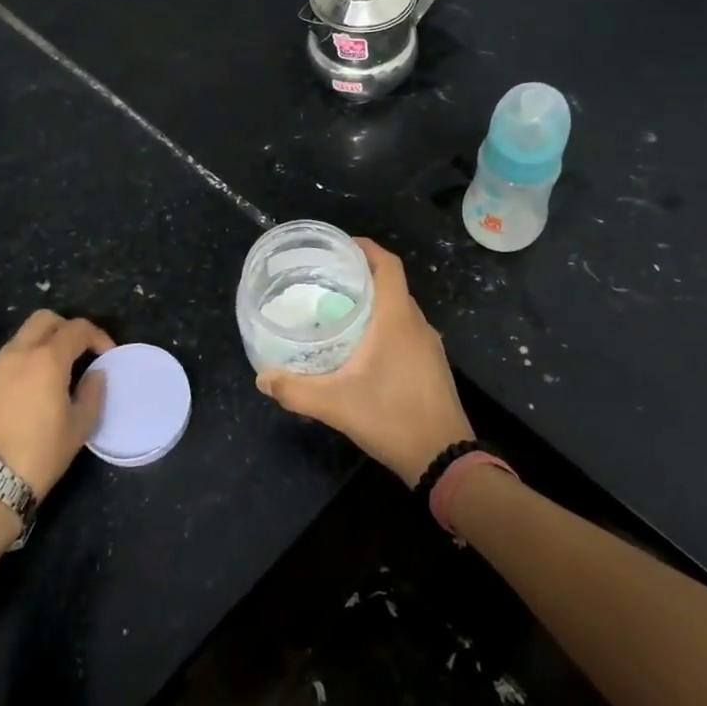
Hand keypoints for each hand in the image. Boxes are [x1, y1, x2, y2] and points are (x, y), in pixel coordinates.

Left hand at [0, 310, 113, 500]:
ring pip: (23, 336)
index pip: (77, 328)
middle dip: (67, 328)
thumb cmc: (40, 454)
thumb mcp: (79, 427)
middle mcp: (18, 353)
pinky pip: (8, 357)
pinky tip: (32, 387)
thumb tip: (95, 374)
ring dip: (44, 342)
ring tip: (57, 371)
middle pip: (45, 319)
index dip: (98, 336)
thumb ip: (92, 393)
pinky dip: (25, 360)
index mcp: (46, 359)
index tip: (108, 354)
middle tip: (81, 352)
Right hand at [257, 238, 473, 485]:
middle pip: (391, 284)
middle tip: (326, 279)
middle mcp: (417, 324)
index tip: (339, 246)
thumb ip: (295, 390)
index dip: (366, 248)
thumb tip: (262, 379)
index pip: (388, 265)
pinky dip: (385, 324)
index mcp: (397, 319)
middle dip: (362, 275)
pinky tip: (362, 345)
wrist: (444, 459)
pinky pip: (406, 329)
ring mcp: (429, 345)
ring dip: (374, 301)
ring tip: (338, 308)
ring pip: (400, 309)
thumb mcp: (336, 405)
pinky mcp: (432, 364)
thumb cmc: (392, 419)